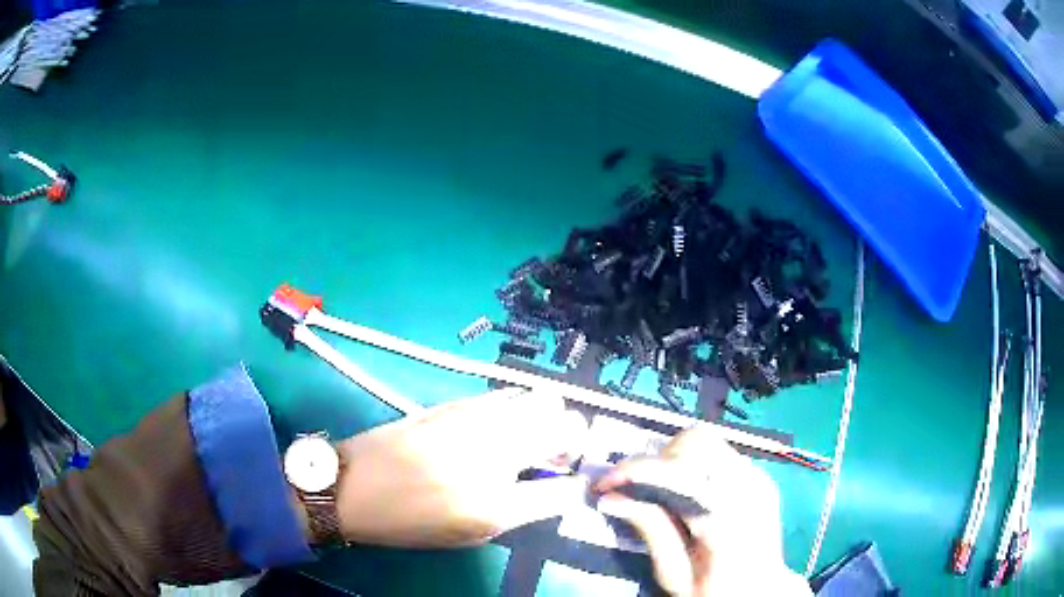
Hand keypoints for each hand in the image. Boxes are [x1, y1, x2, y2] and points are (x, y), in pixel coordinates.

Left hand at [333, 387, 588, 546]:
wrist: (354, 486)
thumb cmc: (411, 520)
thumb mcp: (471, 532)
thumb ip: (522, 509)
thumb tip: (557, 488)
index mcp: (496, 501)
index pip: (565, 487)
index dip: (578, 485)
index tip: (573, 484)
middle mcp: (493, 451)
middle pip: (565, 421)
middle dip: (571, 438)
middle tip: (552, 457)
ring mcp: (475, 418)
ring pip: (540, 398)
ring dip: (547, 418)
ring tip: (527, 439)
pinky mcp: (457, 402)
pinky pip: (507, 394)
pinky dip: (519, 408)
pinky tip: (499, 427)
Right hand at [594, 426, 811, 595]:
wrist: (762, 592)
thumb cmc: (715, 591)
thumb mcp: (674, 575)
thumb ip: (650, 531)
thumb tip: (612, 498)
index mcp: (729, 518)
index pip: (679, 472)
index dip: (637, 471)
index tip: (605, 484)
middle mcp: (750, 487)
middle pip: (697, 441)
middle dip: (658, 460)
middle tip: (637, 489)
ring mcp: (759, 477)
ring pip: (707, 440)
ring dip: (675, 458)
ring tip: (661, 490)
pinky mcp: (760, 475)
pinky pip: (718, 452)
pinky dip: (692, 463)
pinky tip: (686, 492)